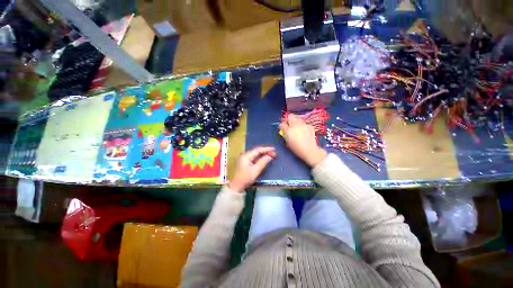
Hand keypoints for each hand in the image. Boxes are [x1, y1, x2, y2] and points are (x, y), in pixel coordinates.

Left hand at [229, 146, 275, 191]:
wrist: (237, 185)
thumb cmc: (246, 178)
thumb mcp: (255, 171)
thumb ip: (262, 162)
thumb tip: (269, 156)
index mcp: (246, 156)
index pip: (258, 150)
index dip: (266, 149)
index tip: (274, 149)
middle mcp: (245, 155)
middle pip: (257, 151)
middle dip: (266, 151)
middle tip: (274, 153)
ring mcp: (245, 158)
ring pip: (256, 154)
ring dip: (263, 154)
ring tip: (271, 155)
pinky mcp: (245, 162)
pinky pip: (254, 157)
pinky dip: (260, 157)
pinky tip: (265, 158)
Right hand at [280, 114, 326, 166]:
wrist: (310, 150)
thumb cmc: (297, 148)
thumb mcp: (288, 142)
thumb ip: (285, 134)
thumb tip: (283, 130)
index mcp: (289, 130)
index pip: (282, 124)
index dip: (282, 125)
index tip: (283, 128)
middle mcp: (296, 125)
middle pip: (290, 116)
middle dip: (288, 119)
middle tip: (289, 124)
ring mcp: (304, 124)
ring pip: (298, 118)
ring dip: (295, 121)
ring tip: (296, 127)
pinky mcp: (310, 126)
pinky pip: (304, 123)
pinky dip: (302, 125)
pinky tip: (303, 130)